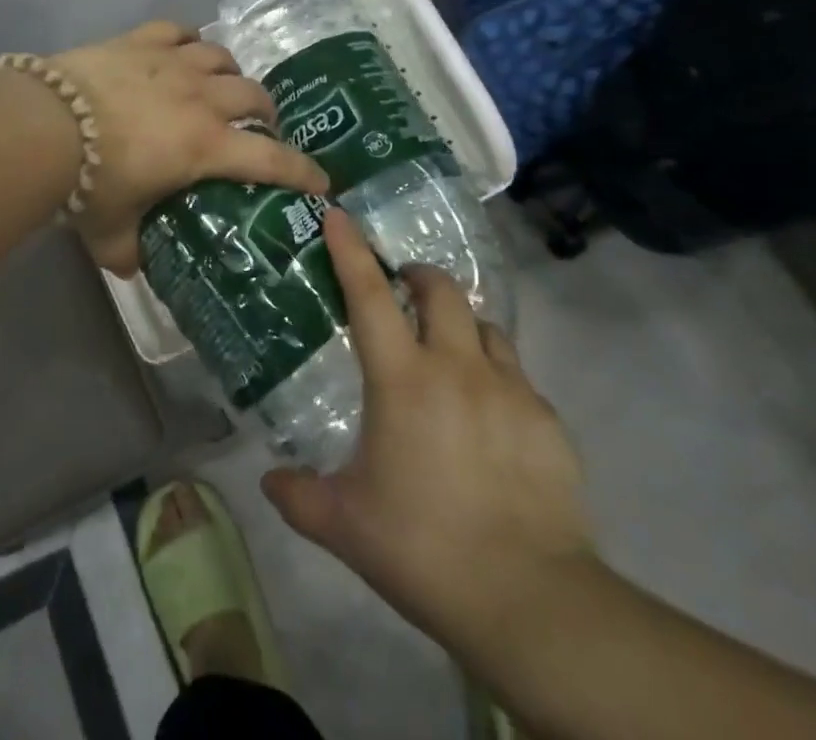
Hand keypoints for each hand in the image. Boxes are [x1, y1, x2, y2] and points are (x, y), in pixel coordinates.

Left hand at [49, 21, 327, 273]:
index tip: (321, 181)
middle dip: (266, 112)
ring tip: (222, 84)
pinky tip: (183, 47)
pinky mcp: (140, 41)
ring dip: (230, 72)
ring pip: (221, 56)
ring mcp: (171, 63)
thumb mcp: (110, 232)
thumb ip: (129, 252)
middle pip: (254, 95)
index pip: (271, 161)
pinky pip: (178, 29)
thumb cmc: (86, 183)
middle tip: (260, 126)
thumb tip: (133, 267)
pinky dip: (188, 39)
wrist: (43, 125)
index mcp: (205, 146)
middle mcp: (200, 99)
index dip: (302, 171)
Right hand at [262, 210, 593, 660]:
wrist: (530, 601)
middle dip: (418, 277)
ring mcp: (509, 389)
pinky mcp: (547, 420)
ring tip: (448, 353)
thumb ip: (299, 496)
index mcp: (402, 379)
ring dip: (460, 325)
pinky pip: (517, 376)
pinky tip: (490, 418)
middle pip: (440, 290)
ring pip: (484, 326)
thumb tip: (268, 480)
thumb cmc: (423, 547)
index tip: (339, 214)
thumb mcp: (345, 525)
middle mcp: (456, 367)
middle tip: (403, 292)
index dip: (351, 249)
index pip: (369, 294)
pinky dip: (496, 378)